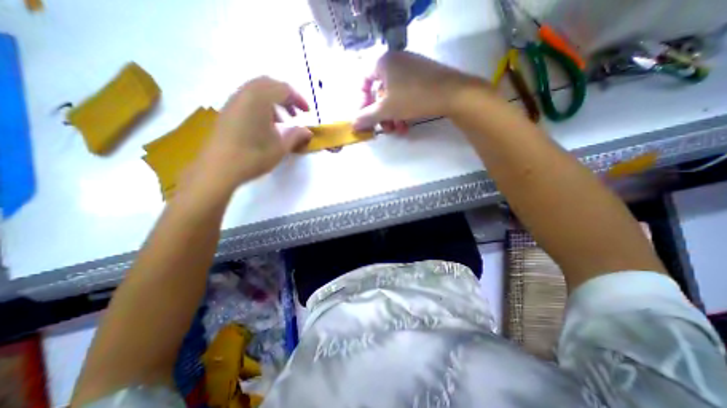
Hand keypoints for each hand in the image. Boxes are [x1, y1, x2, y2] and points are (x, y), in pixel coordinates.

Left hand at [187, 76, 309, 194]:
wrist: (220, 168)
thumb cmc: (254, 156)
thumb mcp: (281, 147)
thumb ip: (297, 135)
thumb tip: (308, 132)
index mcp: (259, 99)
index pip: (284, 89)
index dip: (299, 99)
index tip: (308, 113)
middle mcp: (245, 93)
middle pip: (269, 84)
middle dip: (286, 97)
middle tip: (296, 114)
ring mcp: (233, 101)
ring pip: (258, 90)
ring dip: (274, 101)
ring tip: (282, 121)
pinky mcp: (228, 110)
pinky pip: (248, 99)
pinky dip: (262, 105)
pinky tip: (266, 124)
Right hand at [355, 50, 483, 133]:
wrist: (453, 93)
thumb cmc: (413, 97)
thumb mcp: (386, 109)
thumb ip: (367, 116)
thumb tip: (352, 124)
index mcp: (383, 62)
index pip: (363, 81)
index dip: (361, 102)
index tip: (364, 118)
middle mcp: (395, 62)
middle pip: (379, 92)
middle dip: (380, 115)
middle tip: (384, 129)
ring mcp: (410, 69)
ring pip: (393, 97)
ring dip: (392, 117)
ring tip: (397, 131)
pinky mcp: (422, 78)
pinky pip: (405, 95)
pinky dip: (403, 112)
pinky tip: (406, 126)